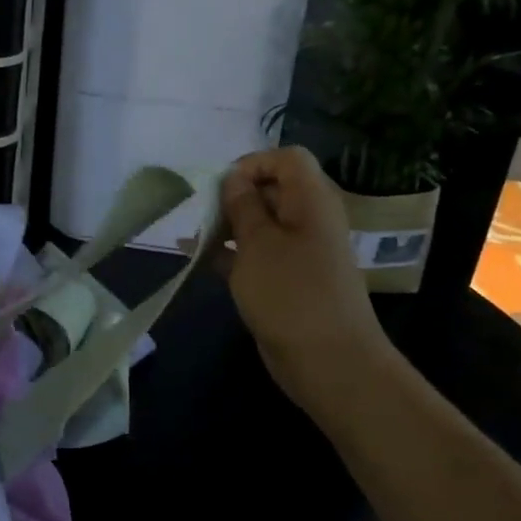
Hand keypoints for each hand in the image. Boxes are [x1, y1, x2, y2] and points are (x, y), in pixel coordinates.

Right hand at [219, 148, 391, 409]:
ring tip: (192, 237)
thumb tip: (234, 179)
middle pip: (270, 189)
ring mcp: (297, 251)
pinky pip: (254, 254)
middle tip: (201, 215)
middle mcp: (308, 219)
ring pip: (258, 224)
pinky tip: (195, 257)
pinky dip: (228, 253)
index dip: (252, 164)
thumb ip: (242, 206)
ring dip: (226, 226)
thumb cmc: (291, 293)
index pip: (286, 159)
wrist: (328, 361)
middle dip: (232, 197)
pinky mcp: (285, 279)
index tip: (220, 187)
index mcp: (311, 200)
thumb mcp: (258, 243)